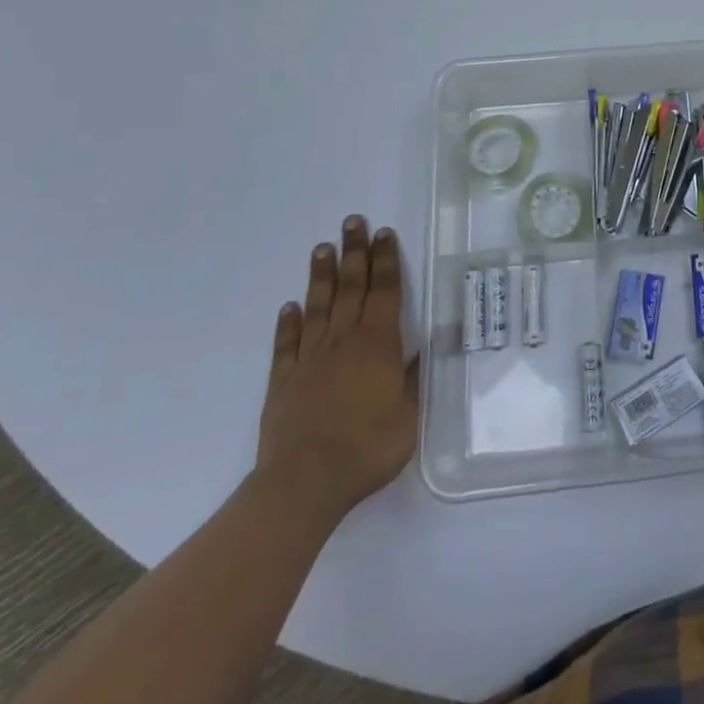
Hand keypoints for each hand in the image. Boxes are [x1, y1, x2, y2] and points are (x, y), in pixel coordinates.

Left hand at [256, 216, 419, 523]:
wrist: (305, 482)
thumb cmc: (367, 447)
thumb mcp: (408, 417)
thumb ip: (412, 380)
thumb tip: (419, 350)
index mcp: (378, 343)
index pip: (385, 291)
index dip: (386, 260)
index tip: (383, 233)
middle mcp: (344, 340)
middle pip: (350, 286)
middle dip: (354, 252)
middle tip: (352, 221)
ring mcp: (310, 358)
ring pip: (317, 306)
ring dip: (321, 276)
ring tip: (322, 248)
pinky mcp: (284, 380)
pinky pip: (286, 345)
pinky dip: (287, 324)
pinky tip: (288, 307)